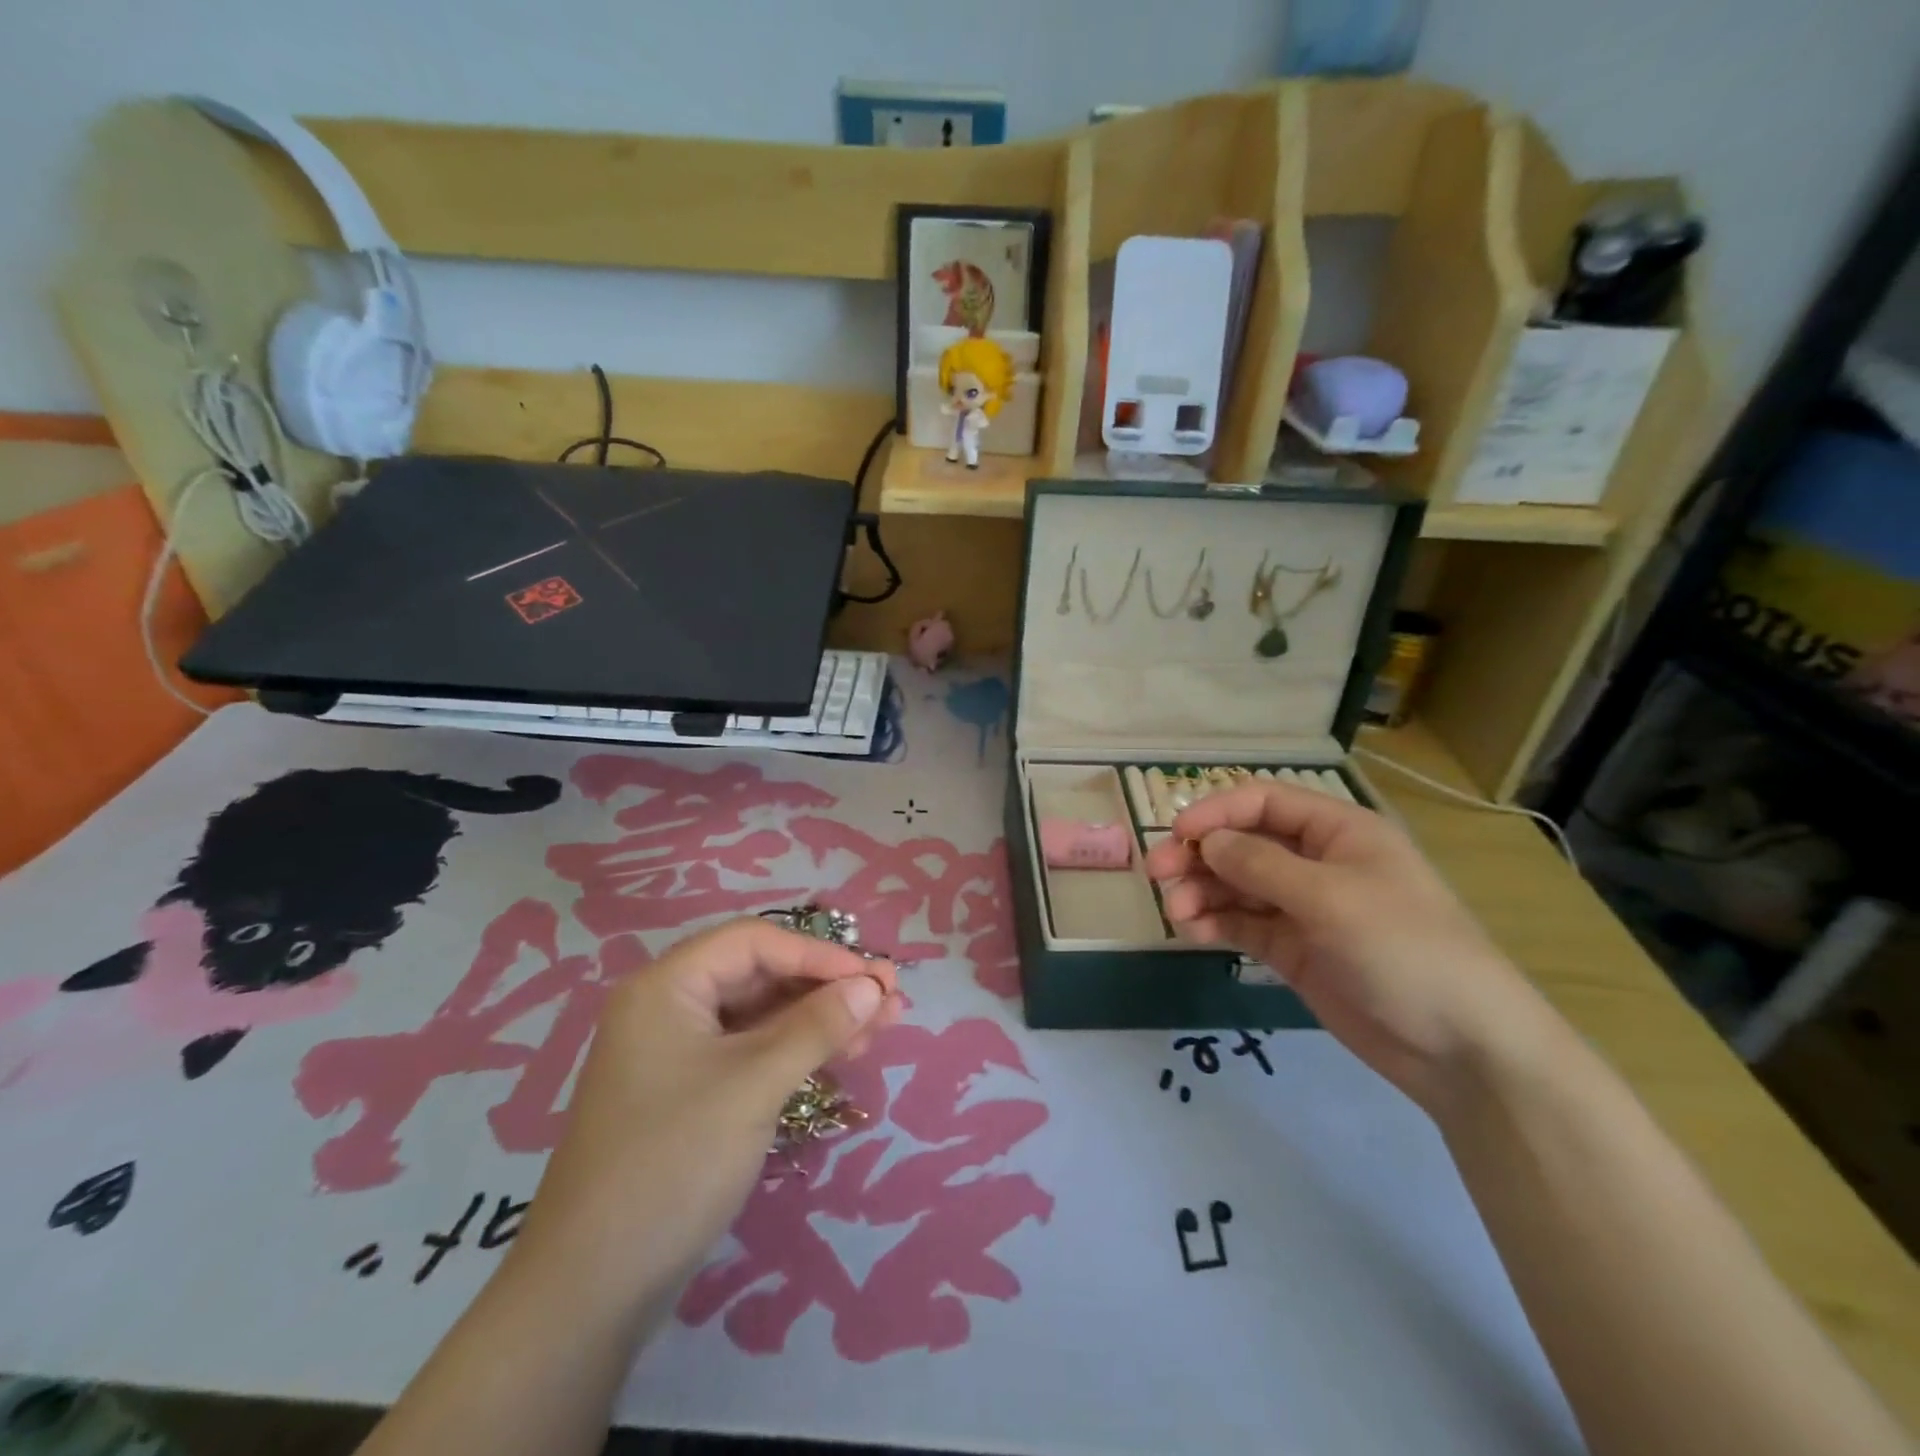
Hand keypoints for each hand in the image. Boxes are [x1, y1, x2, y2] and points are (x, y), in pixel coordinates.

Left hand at [511, 918, 900, 1322]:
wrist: (592, 1289)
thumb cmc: (672, 1162)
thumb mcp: (753, 1084)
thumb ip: (816, 1027)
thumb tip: (871, 985)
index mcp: (667, 987)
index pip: (754, 943)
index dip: (819, 954)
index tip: (874, 977)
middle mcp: (671, 1008)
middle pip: (762, 975)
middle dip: (828, 986)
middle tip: (890, 999)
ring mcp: (681, 1053)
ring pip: (764, 1015)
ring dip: (822, 1018)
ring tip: (884, 1025)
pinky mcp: (693, 1092)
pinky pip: (754, 1051)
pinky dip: (799, 1050)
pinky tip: (845, 1053)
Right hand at [1142, 782, 1553, 1111]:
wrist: (1461, 1049)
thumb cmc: (1404, 950)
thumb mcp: (1332, 898)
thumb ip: (1261, 865)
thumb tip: (1207, 842)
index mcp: (1339, 832)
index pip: (1264, 803)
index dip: (1217, 812)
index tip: (1178, 836)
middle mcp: (1317, 863)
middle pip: (1243, 843)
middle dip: (1199, 855)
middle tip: (1158, 875)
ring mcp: (1304, 908)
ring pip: (1236, 885)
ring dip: (1202, 892)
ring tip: (1177, 914)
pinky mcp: (1294, 949)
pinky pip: (1243, 923)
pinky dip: (1215, 923)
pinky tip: (1195, 932)